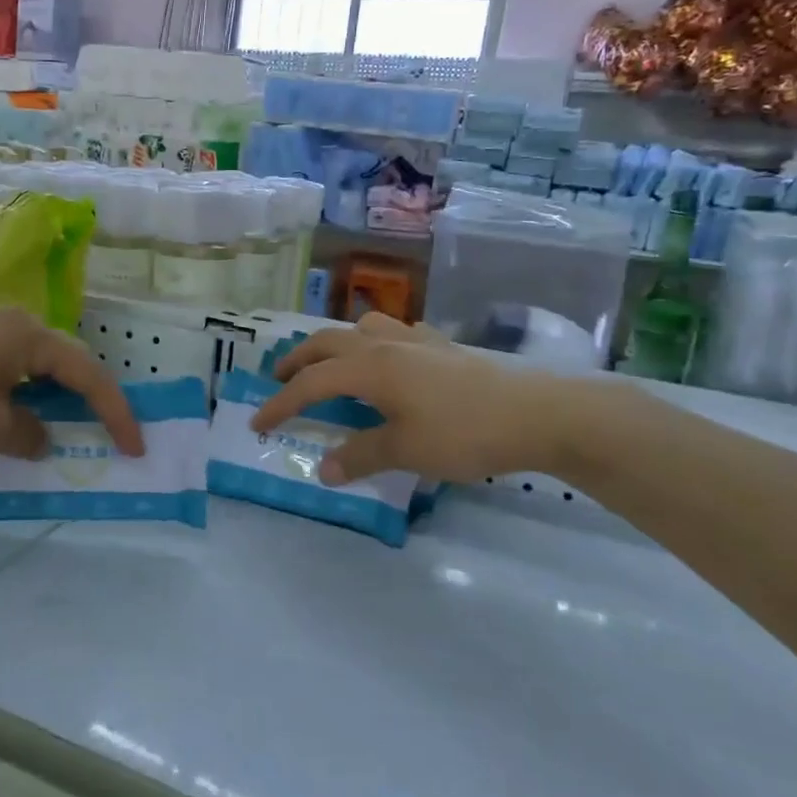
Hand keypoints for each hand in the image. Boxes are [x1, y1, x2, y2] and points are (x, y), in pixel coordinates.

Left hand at [0, 308, 143, 473]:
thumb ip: (29, 432)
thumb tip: (41, 434)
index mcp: (22, 332)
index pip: (86, 370)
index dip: (115, 411)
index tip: (135, 448)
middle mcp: (1, 322)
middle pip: (60, 362)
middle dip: (86, 401)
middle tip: (106, 437)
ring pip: (28, 369)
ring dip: (48, 403)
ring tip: (62, 435)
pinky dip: (16, 401)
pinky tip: (9, 425)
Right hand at [249, 313, 595, 484]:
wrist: (538, 414)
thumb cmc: (465, 433)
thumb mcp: (405, 452)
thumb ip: (359, 456)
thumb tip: (322, 469)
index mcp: (370, 369)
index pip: (311, 384)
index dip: (280, 404)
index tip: (258, 424)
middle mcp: (386, 345)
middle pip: (327, 344)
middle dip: (297, 361)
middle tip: (279, 380)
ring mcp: (417, 340)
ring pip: (362, 327)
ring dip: (336, 343)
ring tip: (331, 363)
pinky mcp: (445, 346)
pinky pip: (398, 332)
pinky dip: (378, 341)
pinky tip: (391, 358)